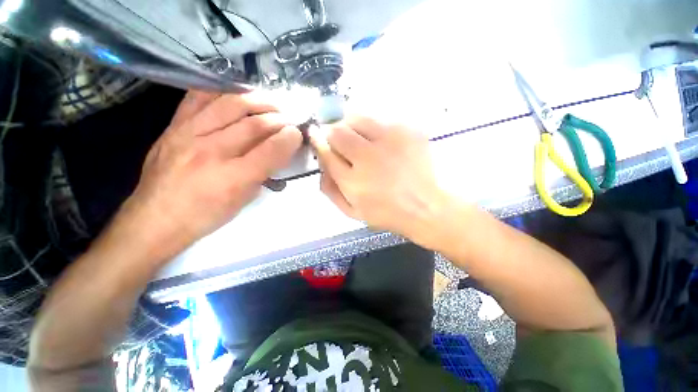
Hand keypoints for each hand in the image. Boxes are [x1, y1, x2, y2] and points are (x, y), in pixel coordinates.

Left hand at [119, 90, 301, 259]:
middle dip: (279, 118)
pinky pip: (199, 97)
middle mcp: (211, 152)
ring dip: (258, 100)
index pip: (270, 150)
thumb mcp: (243, 201)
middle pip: (254, 125)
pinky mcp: (173, 126)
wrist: (155, 218)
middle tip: (290, 117)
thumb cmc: (206, 215)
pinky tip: (238, 93)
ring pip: (230, 105)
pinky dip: (223, 91)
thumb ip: (264, 174)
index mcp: (233, 178)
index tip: (298, 133)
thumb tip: (279, 152)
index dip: (289, 139)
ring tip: (271, 102)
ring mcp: (188, 134)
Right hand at [310, 116, 449, 243]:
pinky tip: (382, 142)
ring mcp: (391, 141)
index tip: (315, 134)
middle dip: (332, 131)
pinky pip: (382, 120)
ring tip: (360, 137)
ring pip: (359, 119)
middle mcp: (369, 158)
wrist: (425, 207)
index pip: (326, 151)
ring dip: (352, 125)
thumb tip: (321, 163)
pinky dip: (375, 128)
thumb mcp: (352, 211)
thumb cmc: (386, 213)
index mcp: (353, 181)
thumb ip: (330, 189)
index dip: (318, 140)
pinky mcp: (409, 131)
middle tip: (338, 138)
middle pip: (338, 130)